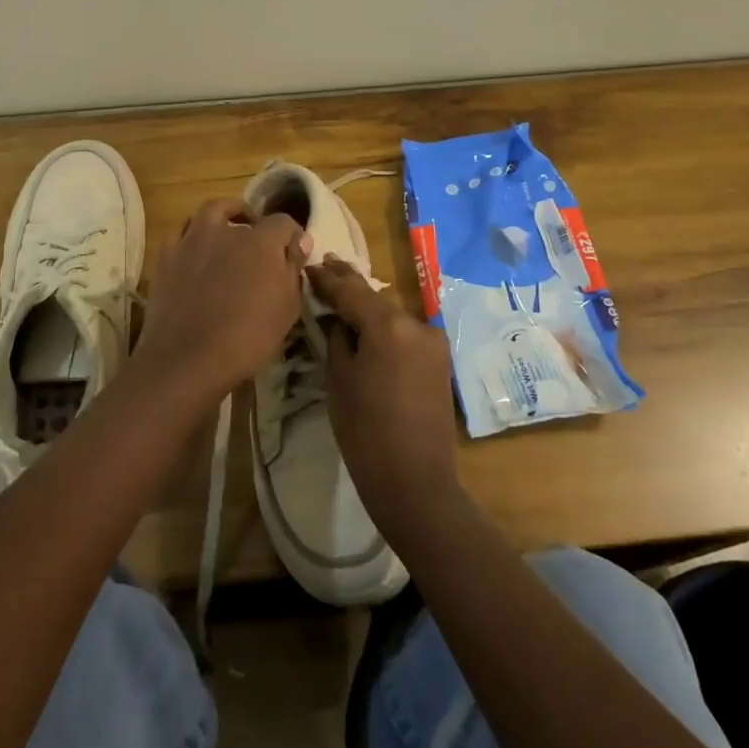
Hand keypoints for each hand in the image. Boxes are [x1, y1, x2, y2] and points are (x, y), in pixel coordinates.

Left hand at [129, 199, 309, 407]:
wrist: (188, 358)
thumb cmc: (248, 338)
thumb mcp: (287, 308)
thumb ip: (293, 269)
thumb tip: (300, 241)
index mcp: (261, 241)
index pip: (283, 222)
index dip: (292, 235)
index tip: (294, 252)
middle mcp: (226, 231)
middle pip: (244, 215)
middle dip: (256, 225)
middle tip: (259, 246)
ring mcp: (192, 240)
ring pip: (210, 212)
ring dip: (223, 218)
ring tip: (227, 235)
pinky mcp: (167, 256)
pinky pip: (181, 233)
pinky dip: (193, 237)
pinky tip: (197, 253)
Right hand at [308, 256, 462, 534]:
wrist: (415, 482)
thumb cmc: (365, 431)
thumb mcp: (339, 379)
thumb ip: (338, 338)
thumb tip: (339, 320)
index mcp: (389, 325)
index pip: (351, 291)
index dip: (327, 279)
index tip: (309, 266)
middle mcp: (416, 324)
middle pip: (375, 298)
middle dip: (349, 284)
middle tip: (326, 265)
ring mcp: (432, 342)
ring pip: (391, 315)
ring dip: (368, 307)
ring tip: (342, 295)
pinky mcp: (439, 361)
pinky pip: (405, 333)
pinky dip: (385, 327)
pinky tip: (367, 325)